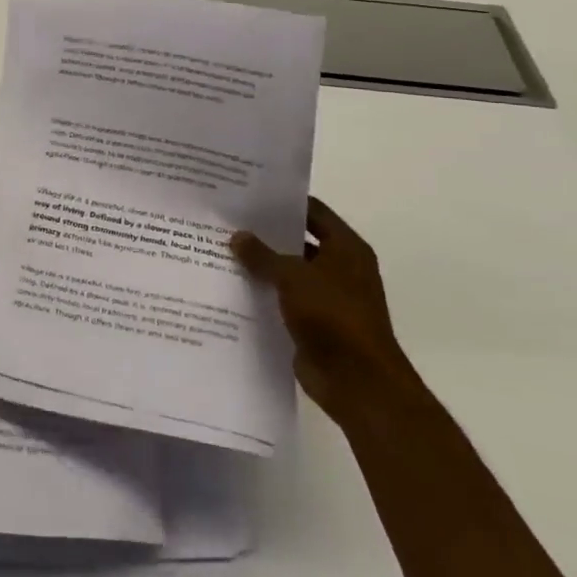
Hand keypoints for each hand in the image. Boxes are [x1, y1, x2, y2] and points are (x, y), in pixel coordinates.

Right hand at [230, 198, 418, 422]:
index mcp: (346, 248)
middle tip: (226, 221)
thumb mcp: (293, 276)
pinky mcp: (313, 323)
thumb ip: (263, 255)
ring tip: (220, 250)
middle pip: (298, 240)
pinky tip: (230, 286)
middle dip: (265, 233)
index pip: (312, 211)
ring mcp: (327, 297)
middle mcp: (339, 268)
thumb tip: (237, 236)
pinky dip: (262, 294)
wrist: (357, 381)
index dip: (282, 202)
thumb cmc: (333, 316)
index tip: (247, 195)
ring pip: (288, 272)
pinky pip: (282, 300)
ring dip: (261, 265)